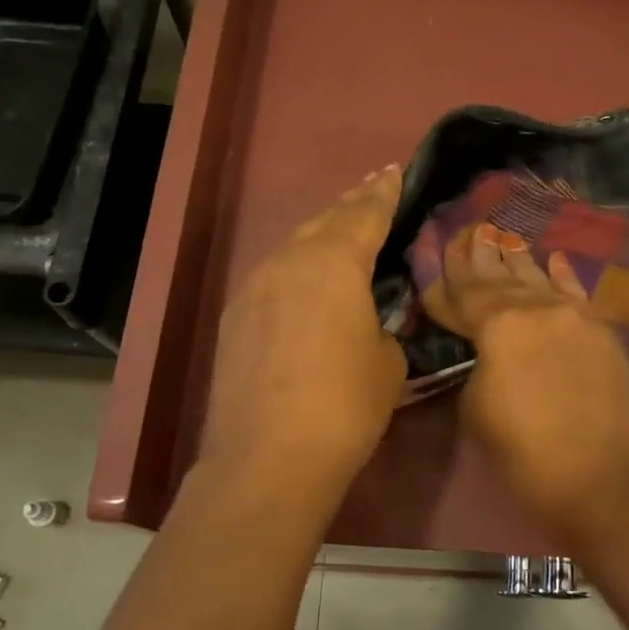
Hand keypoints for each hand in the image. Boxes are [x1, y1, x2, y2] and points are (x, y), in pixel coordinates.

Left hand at [199, 167, 406, 503]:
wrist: (269, 457)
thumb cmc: (345, 405)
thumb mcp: (388, 361)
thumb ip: (384, 325)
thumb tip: (370, 321)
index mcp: (334, 263)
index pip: (365, 214)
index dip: (384, 193)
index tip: (394, 171)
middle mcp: (288, 262)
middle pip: (325, 221)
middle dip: (352, 205)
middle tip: (372, 190)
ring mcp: (254, 288)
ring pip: (294, 248)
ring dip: (321, 238)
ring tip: (341, 234)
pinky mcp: (234, 318)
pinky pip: (273, 279)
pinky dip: (296, 272)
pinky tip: (304, 286)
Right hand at [425, 223, 628, 535]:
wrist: (602, 478)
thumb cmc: (525, 453)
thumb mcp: (477, 409)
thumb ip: (476, 365)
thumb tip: (483, 351)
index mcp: (499, 324)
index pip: (463, 295)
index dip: (444, 280)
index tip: (433, 259)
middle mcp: (537, 307)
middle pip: (500, 278)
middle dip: (480, 258)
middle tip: (468, 233)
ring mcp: (575, 315)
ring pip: (538, 279)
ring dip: (517, 260)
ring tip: (502, 236)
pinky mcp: (602, 331)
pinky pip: (576, 293)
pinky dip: (562, 275)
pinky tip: (554, 258)